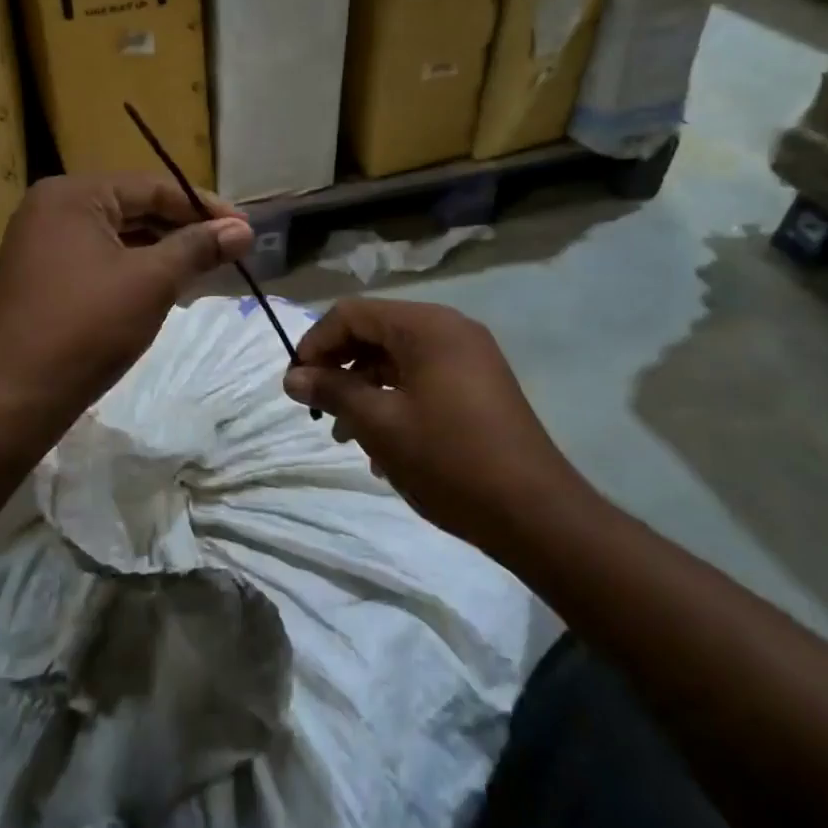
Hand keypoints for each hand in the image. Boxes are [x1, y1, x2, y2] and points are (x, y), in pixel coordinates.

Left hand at [0, 174, 252, 439]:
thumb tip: (244, 230)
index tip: (245, 228)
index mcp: (73, 194)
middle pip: (134, 207)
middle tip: (231, 248)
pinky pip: (101, 259)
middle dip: (184, 228)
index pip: (152, 186)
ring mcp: (43, 244)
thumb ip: (198, 247)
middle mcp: (53, 208)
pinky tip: (167, 285)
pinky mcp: (44, 277)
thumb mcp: (151, 281)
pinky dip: (136, 268)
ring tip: (207, 266)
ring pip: (119, 236)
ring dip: (163, 250)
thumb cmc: (86, 326)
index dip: (203, 206)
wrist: (11, 397)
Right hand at [282, 299, 591, 551]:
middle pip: (374, 332)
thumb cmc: (449, 460)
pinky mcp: (478, 385)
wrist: (535, 514)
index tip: (295, 384)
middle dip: (339, 367)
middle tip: (316, 408)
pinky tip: (382, 446)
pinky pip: (422, 378)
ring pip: (397, 358)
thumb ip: (333, 391)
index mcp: (426, 325)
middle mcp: (449, 329)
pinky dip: (394, 400)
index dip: (315, 344)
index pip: (351, 313)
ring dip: (364, 389)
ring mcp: (469, 356)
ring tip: (344, 435)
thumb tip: (292, 377)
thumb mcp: (380, 424)